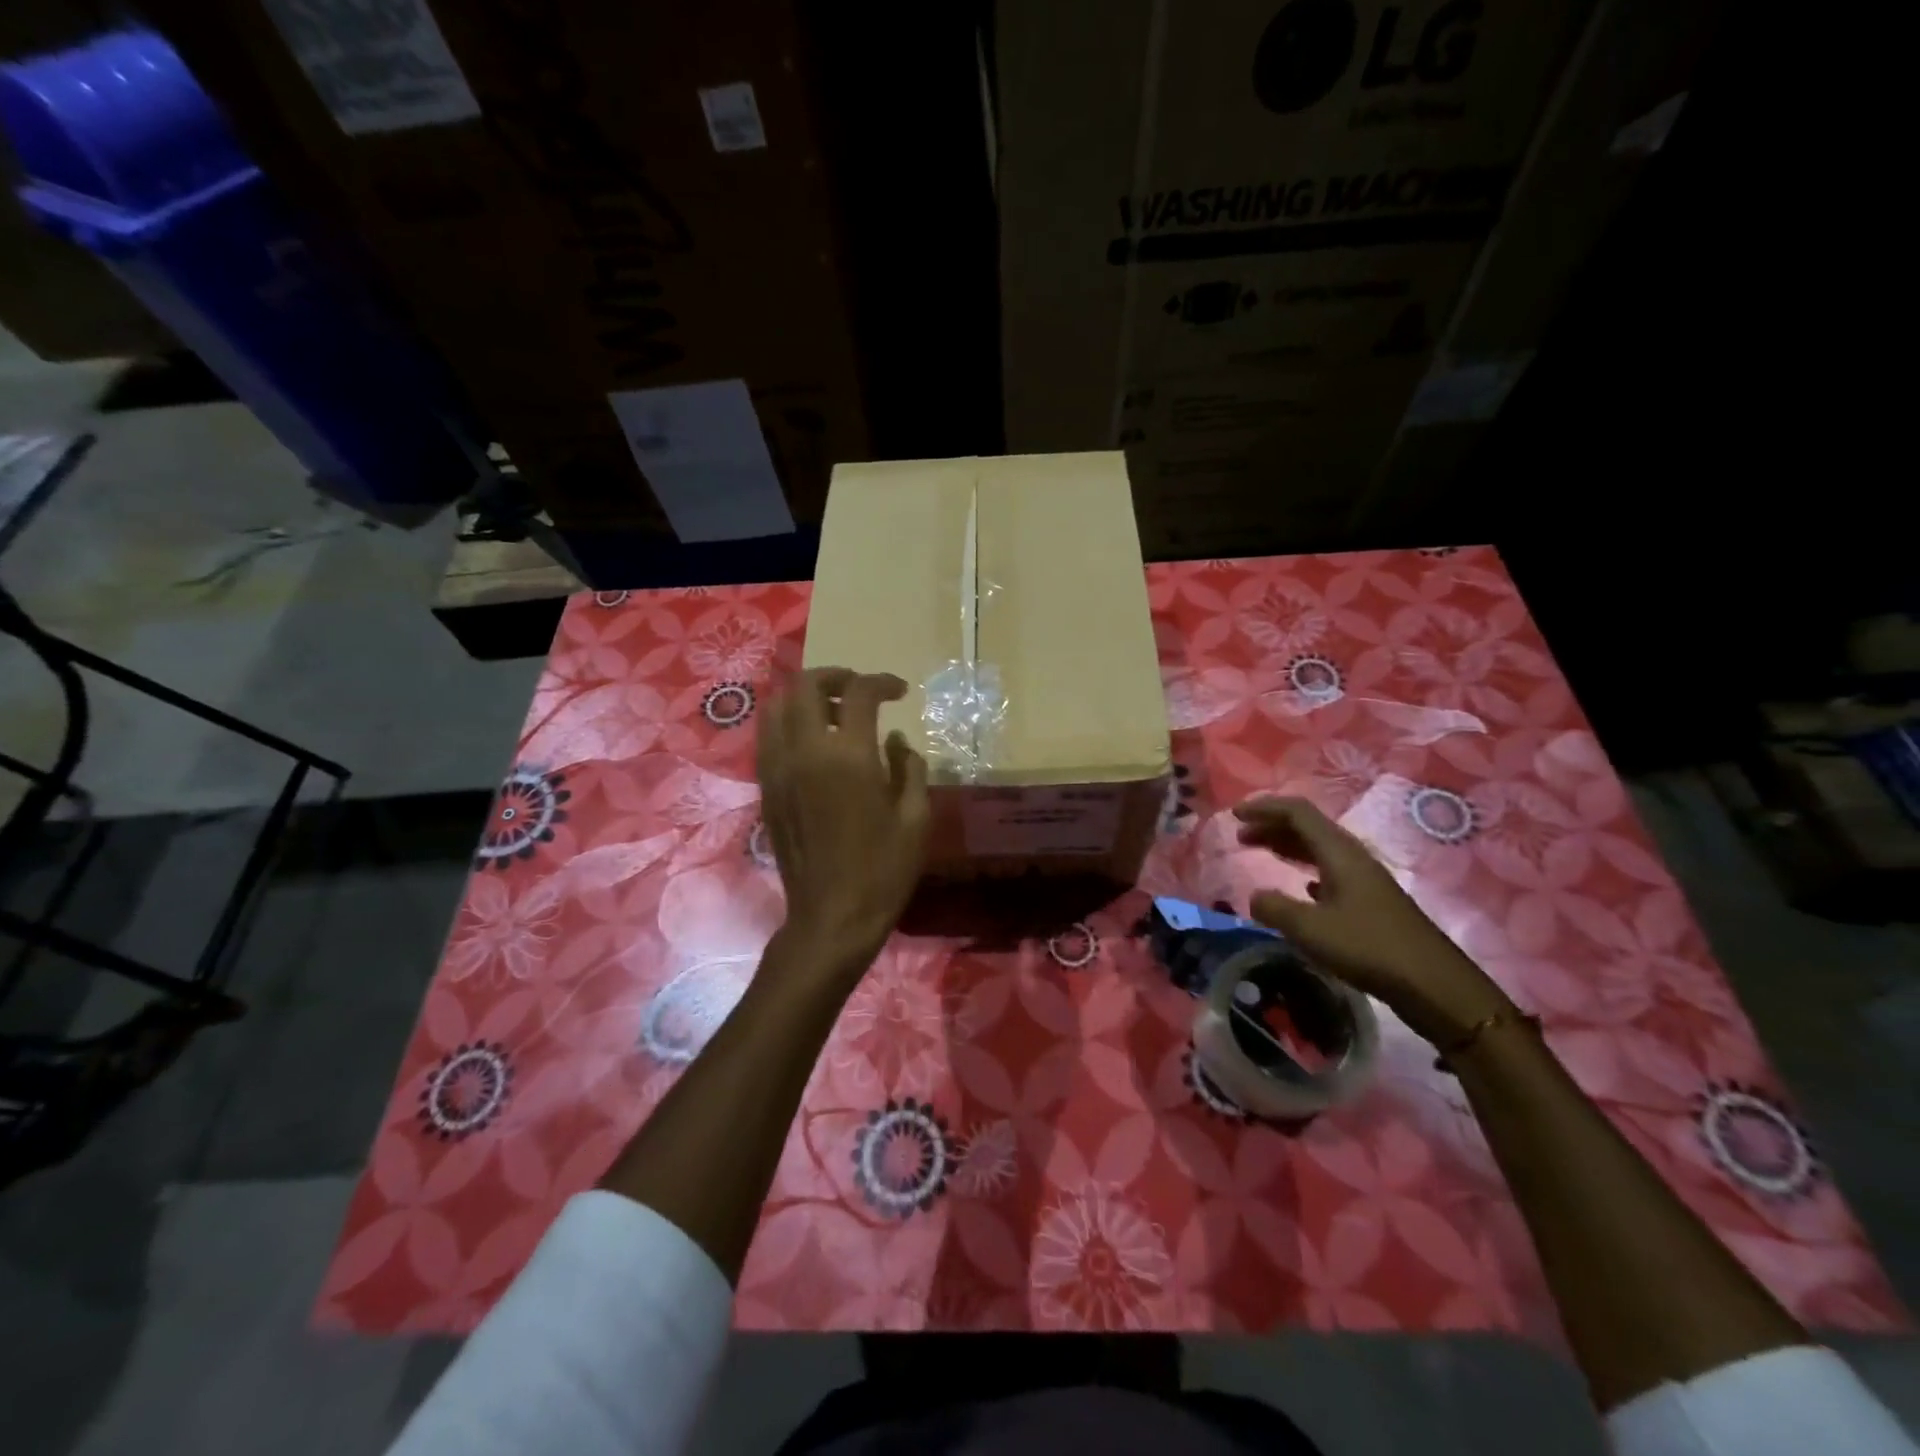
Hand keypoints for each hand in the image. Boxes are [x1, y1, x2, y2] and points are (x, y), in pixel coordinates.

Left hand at [756, 668, 930, 987]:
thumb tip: (895, 741)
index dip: (882, 682)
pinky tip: (813, 743)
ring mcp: (778, 770)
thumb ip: (910, 768)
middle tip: (860, 691)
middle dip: (836, 676)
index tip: (899, 692)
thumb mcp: (916, 818)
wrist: (832, 917)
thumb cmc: (883, 871)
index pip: (859, 693)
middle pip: (806, 685)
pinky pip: (768, 737)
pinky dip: (788, 723)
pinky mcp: (766, 789)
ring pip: (777, 706)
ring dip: (806, 697)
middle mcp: (806, 753)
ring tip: (833, 712)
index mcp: (849, 757)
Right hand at [1234, 796, 1512, 1044]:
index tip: (1233, 814)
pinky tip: (1299, 886)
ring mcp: (1364, 879)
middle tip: (1240, 836)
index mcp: (1339, 852)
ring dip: (1286, 846)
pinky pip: (1330, 871)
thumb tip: (1255, 897)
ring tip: (1259, 852)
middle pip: (1307, 827)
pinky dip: (1305, 869)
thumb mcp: (1310, 929)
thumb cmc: (1368, 949)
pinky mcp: (1370, 901)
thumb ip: (1274, 908)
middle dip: (1271, 826)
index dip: (1263, 807)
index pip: (1297, 812)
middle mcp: (1352, 857)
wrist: (1433, 985)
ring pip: (1318, 849)